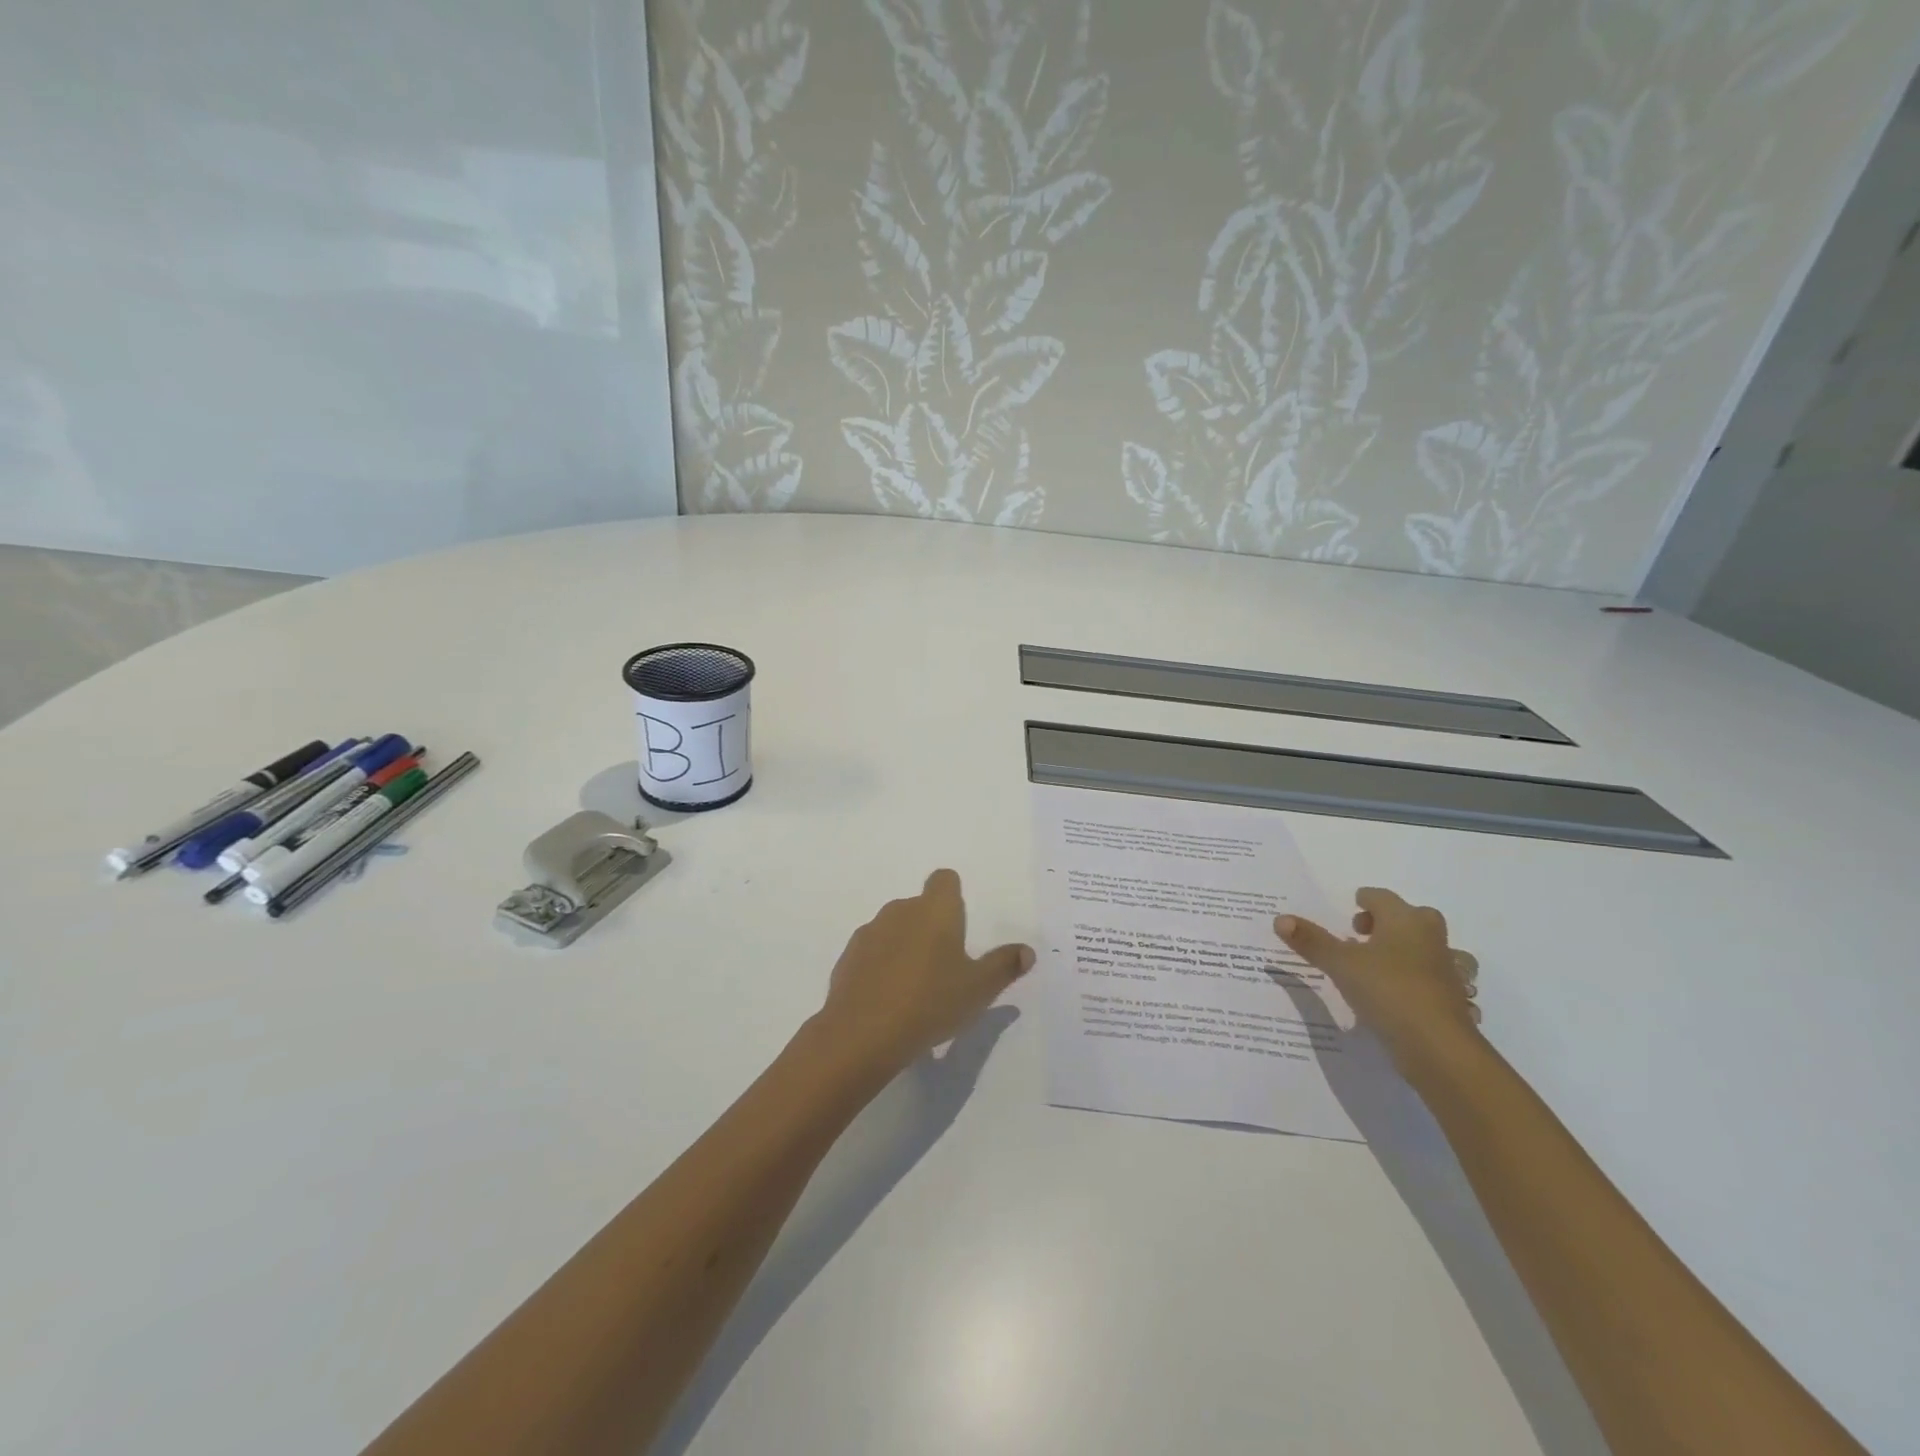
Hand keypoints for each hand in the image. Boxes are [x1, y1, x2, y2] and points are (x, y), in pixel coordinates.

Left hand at [814, 869, 1033, 1075]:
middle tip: (946, 966)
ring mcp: (870, 932)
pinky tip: (889, 1000)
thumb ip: (1004, 966)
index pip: (945, 879)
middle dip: (932, 928)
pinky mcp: (848, 957)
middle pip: (920, 906)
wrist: (862, 1033)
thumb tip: (1026, 951)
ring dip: (906, 947)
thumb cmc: (930, 1002)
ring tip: (917, 988)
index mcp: (935, 910)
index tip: (960, 925)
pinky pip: (873, 953)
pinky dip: (882, 967)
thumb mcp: (979, 989)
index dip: (953, 895)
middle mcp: (900, 910)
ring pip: (895, 929)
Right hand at [1275, 887, 1480, 1072]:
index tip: (1348, 912)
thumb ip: (1312, 941)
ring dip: (1405, 950)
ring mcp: (1446, 969)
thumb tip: (1280, 918)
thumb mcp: (1340, 964)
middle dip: (1387, 922)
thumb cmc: (1388, 990)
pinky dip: (1415, 979)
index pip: (1381, 897)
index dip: (1363, 901)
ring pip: (1426, 947)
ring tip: (1376, 965)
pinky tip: (1394, 994)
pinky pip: (1431, 977)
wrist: (1439, 1047)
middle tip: (1360, 936)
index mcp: (1405, 920)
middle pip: (1411, 917)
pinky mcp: (1451, 999)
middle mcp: (1430, 938)